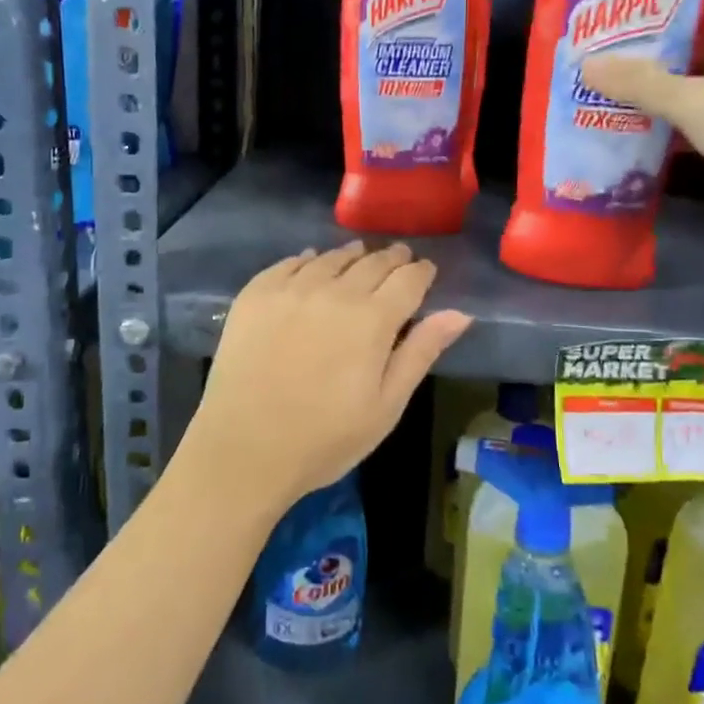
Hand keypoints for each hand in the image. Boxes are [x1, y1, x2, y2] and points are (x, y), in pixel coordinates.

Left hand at [179, 242, 471, 520]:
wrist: (244, 449)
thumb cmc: (325, 438)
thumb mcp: (386, 405)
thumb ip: (421, 352)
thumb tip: (459, 313)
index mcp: (372, 319)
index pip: (408, 279)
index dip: (421, 272)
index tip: (426, 271)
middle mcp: (334, 291)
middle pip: (371, 261)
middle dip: (391, 258)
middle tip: (399, 258)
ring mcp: (291, 289)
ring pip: (331, 257)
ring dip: (352, 254)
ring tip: (360, 255)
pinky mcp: (255, 295)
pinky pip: (289, 263)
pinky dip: (308, 260)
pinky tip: (311, 263)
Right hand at [582, 0, 703, 235]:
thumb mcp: (693, 100)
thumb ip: (638, 82)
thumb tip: (585, 64)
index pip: (696, 3)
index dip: (652, 12)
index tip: (608, 22)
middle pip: (693, 42)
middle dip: (647, 54)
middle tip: (595, 57)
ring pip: (695, 79)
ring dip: (656, 88)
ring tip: (602, 88)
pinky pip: (702, 109)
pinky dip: (673, 115)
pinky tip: (631, 121)